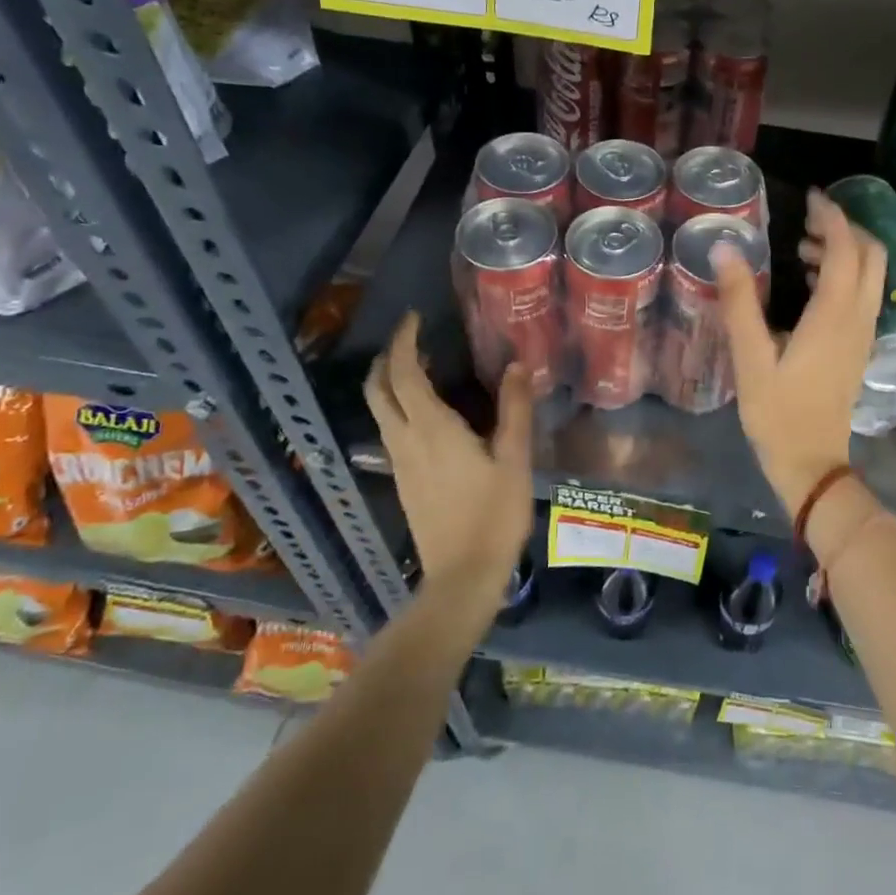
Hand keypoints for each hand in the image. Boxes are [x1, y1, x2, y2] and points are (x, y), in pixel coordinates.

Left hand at [364, 312, 532, 598]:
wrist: (463, 576)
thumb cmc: (493, 515)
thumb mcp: (514, 459)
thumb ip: (514, 410)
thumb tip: (516, 365)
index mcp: (431, 429)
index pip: (404, 373)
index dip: (404, 342)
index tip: (414, 319)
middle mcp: (405, 440)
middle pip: (378, 389)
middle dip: (387, 358)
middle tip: (412, 339)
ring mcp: (399, 462)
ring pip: (380, 410)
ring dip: (391, 381)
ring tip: (424, 367)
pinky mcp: (403, 480)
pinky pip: (391, 429)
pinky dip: (399, 406)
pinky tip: (429, 412)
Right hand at [713, 188, 885, 510]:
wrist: (812, 464)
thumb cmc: (777, 413)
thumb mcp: (750, 357)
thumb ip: (739, 301)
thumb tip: (725, 249)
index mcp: (834, 315)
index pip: (845, 249)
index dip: (831, 217)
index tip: (810, 197)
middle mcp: (858, 319)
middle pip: (872, 256)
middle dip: (845, 229)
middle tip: (807, 221)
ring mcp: (863, 335)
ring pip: (871, 276)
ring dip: (845, 252)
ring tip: (802, 249)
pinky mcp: (858, 348)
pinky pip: (863, 296)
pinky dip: (844, 276)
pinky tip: (810, 286)